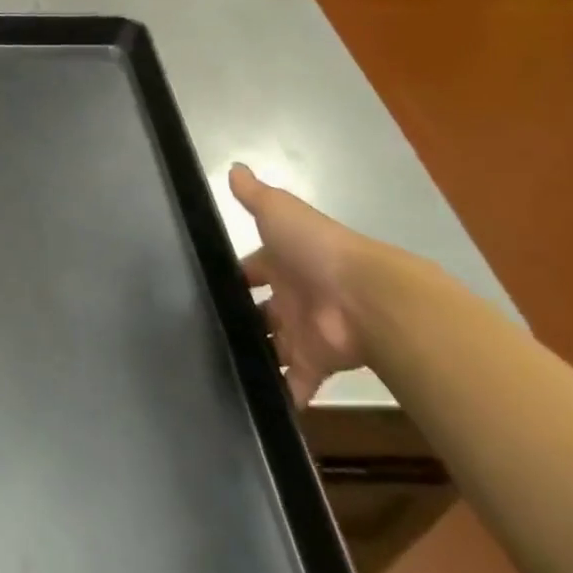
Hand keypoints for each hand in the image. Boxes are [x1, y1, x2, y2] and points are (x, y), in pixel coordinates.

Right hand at [228, 163, 370, 406]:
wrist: (368, 297)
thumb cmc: (317, 251)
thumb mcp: (279, 212)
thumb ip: (254, 195)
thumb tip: (234, 167)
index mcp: (283, 262)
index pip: (251, 270)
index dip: (233, 277)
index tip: (205, 287)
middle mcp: (293, 296)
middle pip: (261, 311)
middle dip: (241, 321)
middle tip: (204, 333)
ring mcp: (303, 331)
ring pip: (274, 347)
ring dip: (256, 356)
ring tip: (218, 368)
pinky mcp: (315, 363)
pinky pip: (296, 384)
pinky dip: (283, 396)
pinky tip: (255, 406)